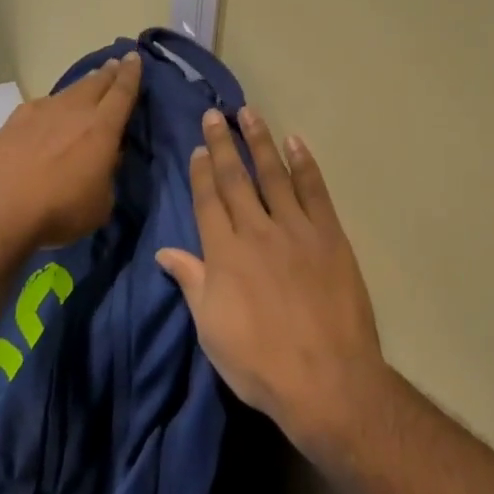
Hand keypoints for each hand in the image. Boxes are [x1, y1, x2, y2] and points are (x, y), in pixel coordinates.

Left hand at [0, 52, 142, 248]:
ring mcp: (42, 112)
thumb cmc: (59, 210)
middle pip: (96, 82)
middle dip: (109, 72)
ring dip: (83, 85)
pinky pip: (43, 104)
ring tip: (90, 82)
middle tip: (116, 64)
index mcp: (102, 128)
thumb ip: (107, 175)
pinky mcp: (15, 120)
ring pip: (69, 90)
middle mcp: (74, 111)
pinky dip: (54, 104)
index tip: (134, 57)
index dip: (131, 73)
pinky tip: (50, 111)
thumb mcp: (100, 203)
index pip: (123, 92)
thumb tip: (105, 159)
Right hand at [158, 107, 386, 458]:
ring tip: (249, 113)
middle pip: (235, 178)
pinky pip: (315, 190)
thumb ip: (191, 282)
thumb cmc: (259, 362)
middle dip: (222, 144)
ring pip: (273, 174)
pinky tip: (296, 142)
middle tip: (214, 115)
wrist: (327, 380)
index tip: (197, 147)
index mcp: (224, 253)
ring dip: (259, 141)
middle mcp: (256, 230)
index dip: (200, 172)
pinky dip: (305, 164)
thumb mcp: (212, 328)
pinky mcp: (329, 235)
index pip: (208, 200)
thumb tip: (165, 251)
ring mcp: (295, 229)